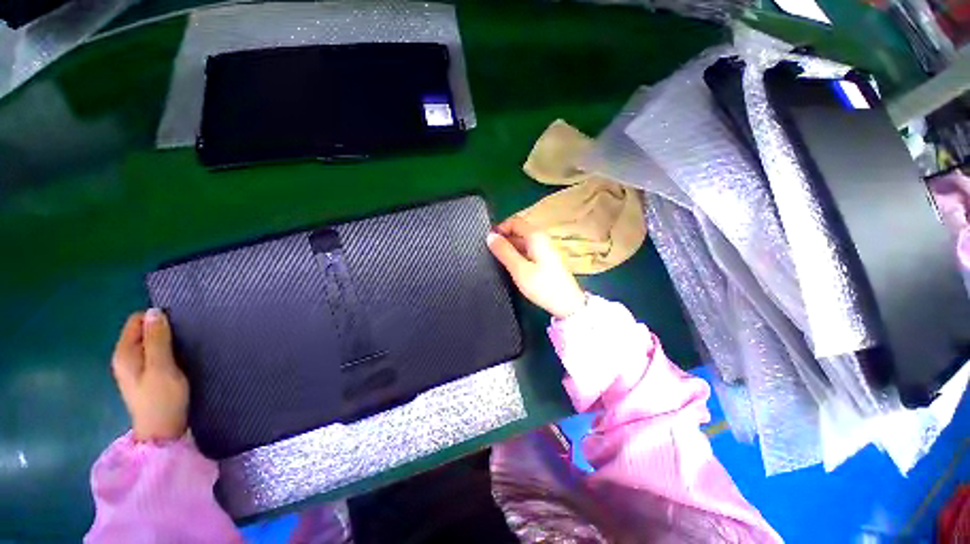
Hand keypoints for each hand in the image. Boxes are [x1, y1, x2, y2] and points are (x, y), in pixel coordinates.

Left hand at [111, 308, 188, 441]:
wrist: (163, 432)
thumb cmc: (162, 399)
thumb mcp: (162, 367)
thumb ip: (157, 340)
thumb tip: (154, 312)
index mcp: (124, 353)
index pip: (136, 321)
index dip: (157, 319)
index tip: (178, 327)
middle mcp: (125, 358)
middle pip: (143, 331)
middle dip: (163, 331)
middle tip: (184, 340)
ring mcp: (134, 368)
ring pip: (150, 343)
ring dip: (167, 343)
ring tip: (185, 350)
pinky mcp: (145, 376)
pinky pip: (154, 354)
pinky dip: (167, 353)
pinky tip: (179, 361)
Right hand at [487, 217, 585, 319]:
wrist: (567, 304)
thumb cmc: (542, 285)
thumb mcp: (519, 269)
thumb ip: (504, 251)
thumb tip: (490, 236)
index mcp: (536, 236)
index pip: (514, 221)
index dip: (500, 228)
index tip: (488, 241)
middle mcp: (541, 239)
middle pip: (519, 231)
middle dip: (503, 239)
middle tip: (489, 253)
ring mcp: (544, 250)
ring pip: (523, 242)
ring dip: (509, 248)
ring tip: (496, 260)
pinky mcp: (545, 260)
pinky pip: (528, 251)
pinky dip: (517, 255)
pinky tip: (510, 266)